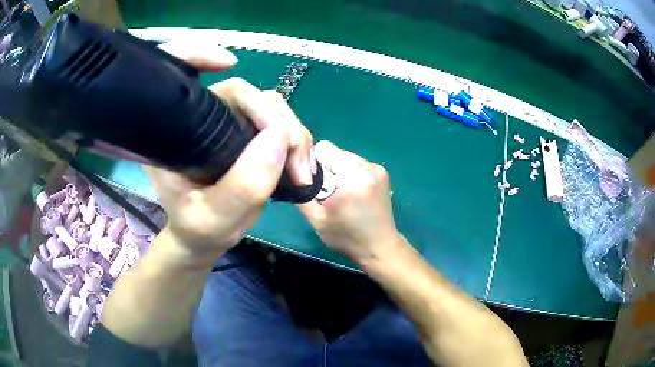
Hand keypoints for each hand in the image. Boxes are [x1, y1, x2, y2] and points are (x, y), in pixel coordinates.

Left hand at [146, 41, 314, 257]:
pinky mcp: (249, 134)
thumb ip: (243, 185)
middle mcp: (201, 120)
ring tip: (301, 171)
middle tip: (295, 158)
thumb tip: (281, 137)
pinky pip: (280, 124)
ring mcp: (229, 125)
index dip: (196, 54)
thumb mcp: (214, 219)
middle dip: (275, 119)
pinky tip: (301, 167)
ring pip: (269, 106)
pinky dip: (297, 142)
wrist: (205, 237)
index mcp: (175, 134)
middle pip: (242, 93)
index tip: (229, 62)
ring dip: (294, 133)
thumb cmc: (198, 229)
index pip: (179, 76)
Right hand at [298, 141, 399, 261]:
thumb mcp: (317, 219)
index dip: (312, 162)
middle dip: (325, 167)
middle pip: (335, 150)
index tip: (312, 182)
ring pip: (344, 155)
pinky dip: (348, 172)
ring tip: (339, 193)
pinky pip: (355, 162)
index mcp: (354, 178)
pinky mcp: (381, 171)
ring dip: (336, 169)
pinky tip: (351, 192)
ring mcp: (377, 168)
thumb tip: (293, 173)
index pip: (324, 149)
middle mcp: (368, 167)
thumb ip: (302, 193)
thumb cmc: (347, 237)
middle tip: (325, 191)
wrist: (380, 247)